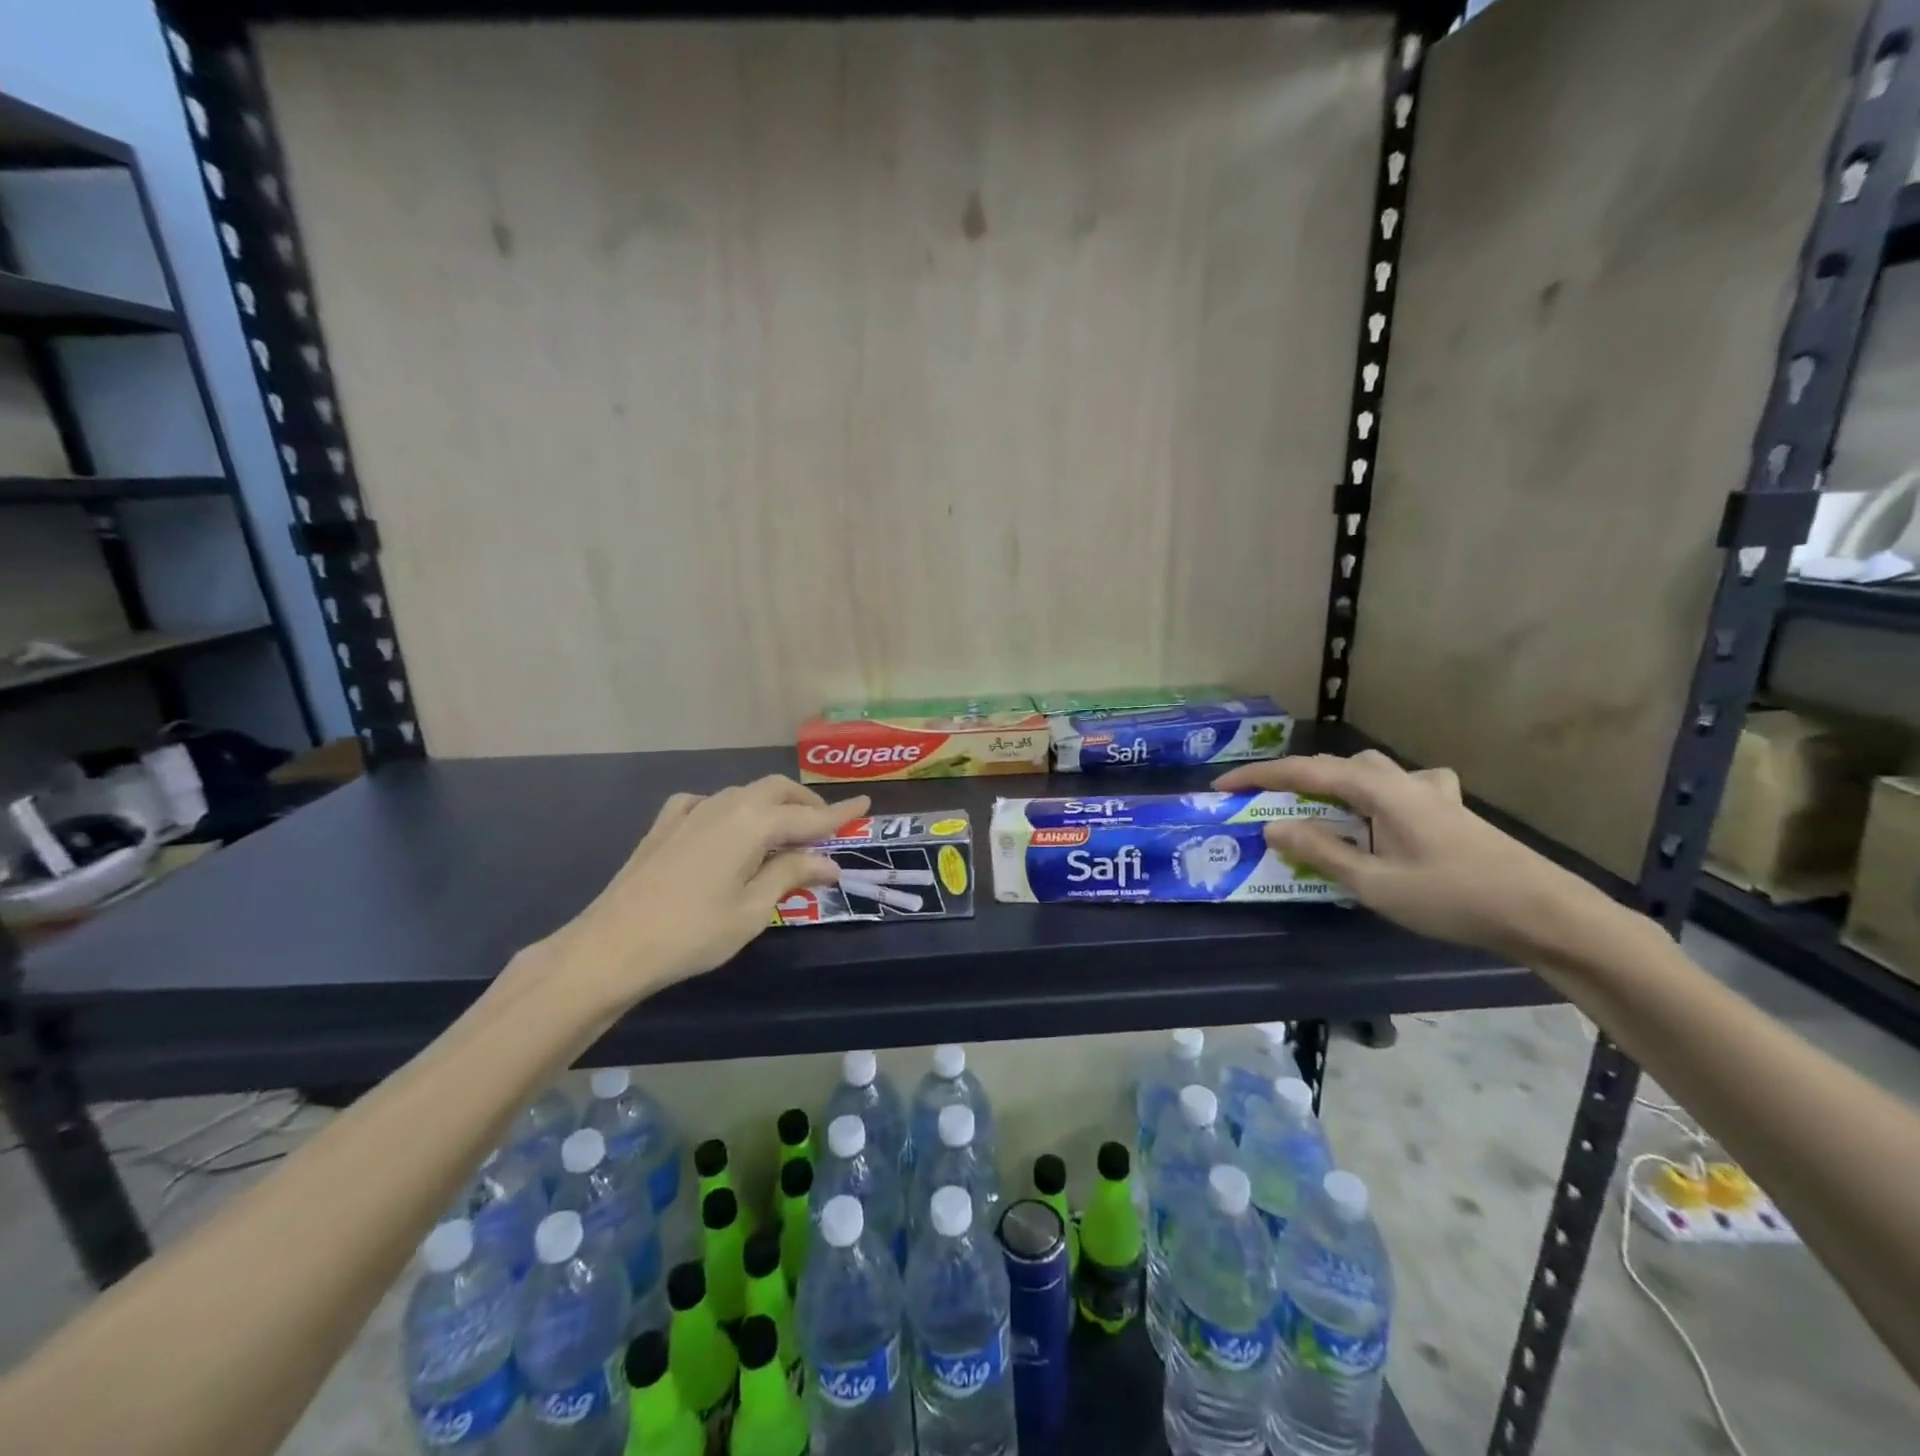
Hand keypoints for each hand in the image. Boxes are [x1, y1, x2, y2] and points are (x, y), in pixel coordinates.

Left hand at [547, 775, 869, 1008]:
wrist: (612, 945)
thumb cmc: (693, 933)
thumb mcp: (753, 910)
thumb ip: (791, 876)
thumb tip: (827, 863)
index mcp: (754, 823)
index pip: (810, 817)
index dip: (841, 814)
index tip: (865, 805)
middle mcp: (726, 805)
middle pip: (776, 791)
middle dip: (805, 804)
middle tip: (825, 827)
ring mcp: (692, 810)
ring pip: (744, 793)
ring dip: (771, 806)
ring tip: (783, 834)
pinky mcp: (666, 824)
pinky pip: (708, 803)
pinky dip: (730, 810)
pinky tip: (726, 828)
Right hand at [1213, 751, 1601, 961]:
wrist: (1546, 913)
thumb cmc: (1453, 897)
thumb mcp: (1374, 883)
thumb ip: (1320, 852)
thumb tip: (1273, 827)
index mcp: (1379, 791)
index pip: (1304, 771)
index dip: (1258, 777)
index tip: (1221, 787)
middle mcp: (1402, 780)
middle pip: (1336, 766)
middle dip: (1295, 779)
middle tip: (1267, 803)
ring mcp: (1432, 792)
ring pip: (1369, 773)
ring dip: (1334, 785)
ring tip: (1318, 812)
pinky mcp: (1451, 809)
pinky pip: (1401, 788)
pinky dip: (1377, 796)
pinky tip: (1388, 817)